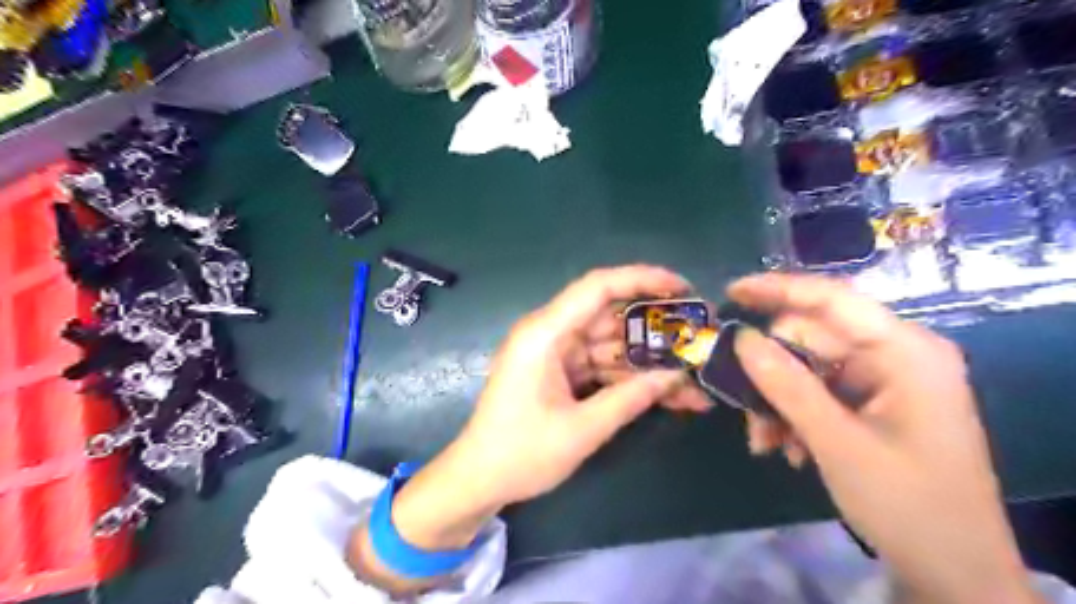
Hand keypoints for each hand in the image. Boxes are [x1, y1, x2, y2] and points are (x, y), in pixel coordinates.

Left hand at [435, 262, 713, 504]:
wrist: (478, 480)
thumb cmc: (522, 453)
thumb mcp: (583, 429)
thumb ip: (631, 398)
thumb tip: (677, 377)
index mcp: (545, 333)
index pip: (598, 287)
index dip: (643, 279)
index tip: (683, 288)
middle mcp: (550, 333)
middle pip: (609, 316)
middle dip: (654, 328)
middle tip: (698, 337)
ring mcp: (555, 354)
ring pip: (610, 345)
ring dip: (647, 360)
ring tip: (692, 375)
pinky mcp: (559, 373)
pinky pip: (600, 366)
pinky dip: (628, 379)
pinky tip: (665, 393)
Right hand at [727, 274, 1036, 602]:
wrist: (954, 573)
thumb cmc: (907, 504)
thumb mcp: (836, 442)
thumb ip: (786, 385)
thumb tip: (741, 339)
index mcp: (905, 351)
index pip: (834, 299)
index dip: (778, 290)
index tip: (730, 292)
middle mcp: (896, 355)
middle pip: (813, 338)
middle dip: (771, 369)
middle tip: (739, 401)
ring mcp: (885, 381)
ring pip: (808, 368)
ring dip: (778, 400)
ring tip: (764, 440)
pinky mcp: (874, 404)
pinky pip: (818, 392)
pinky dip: (794, 415)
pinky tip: (788, 449)